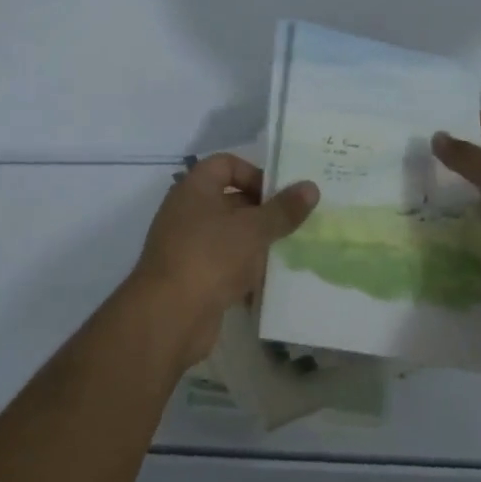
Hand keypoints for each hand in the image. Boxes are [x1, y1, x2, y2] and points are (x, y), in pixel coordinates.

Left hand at [125, 154, 319, 370]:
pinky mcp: (193, 278)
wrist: (169, 317)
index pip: (226, 164)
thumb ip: (283, 209)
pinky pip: (225, 265)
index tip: (280, 194)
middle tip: (295, 223)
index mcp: (195, 189)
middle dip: (263, 211)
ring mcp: (188, 246)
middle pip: (230, 200)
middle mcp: (187, 212)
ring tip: (289, 251)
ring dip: (257, 242)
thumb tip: (311, 187)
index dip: (254, 173)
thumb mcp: (253, 229)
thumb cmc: (210, 257)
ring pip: (230, 235)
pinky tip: (270, 282)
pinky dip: (245, 270)